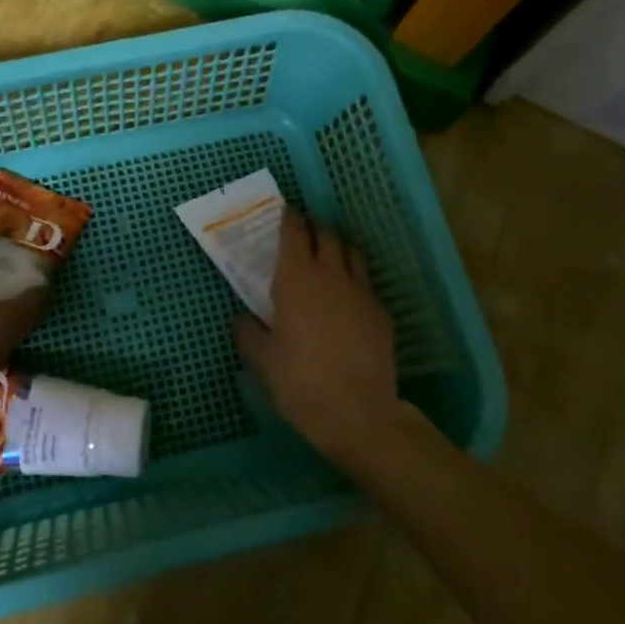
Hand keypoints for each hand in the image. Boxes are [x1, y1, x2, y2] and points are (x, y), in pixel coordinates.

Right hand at [233, 208, 401, 462]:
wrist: (358, 412)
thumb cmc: (300, 380)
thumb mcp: (261, 359)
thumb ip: (248, 331)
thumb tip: (243, 318)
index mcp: (297, 278)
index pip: (295, 232)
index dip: (289, 218)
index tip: (284, 211)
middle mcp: (331, 275)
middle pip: (327, 235)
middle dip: (314, 227)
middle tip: (302, 232)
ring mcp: (362, 292)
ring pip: (352, 253)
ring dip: (338, 247)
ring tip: (328, 256)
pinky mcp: (381, 313)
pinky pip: (366, 284)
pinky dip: (354, 280)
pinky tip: (346, 299)